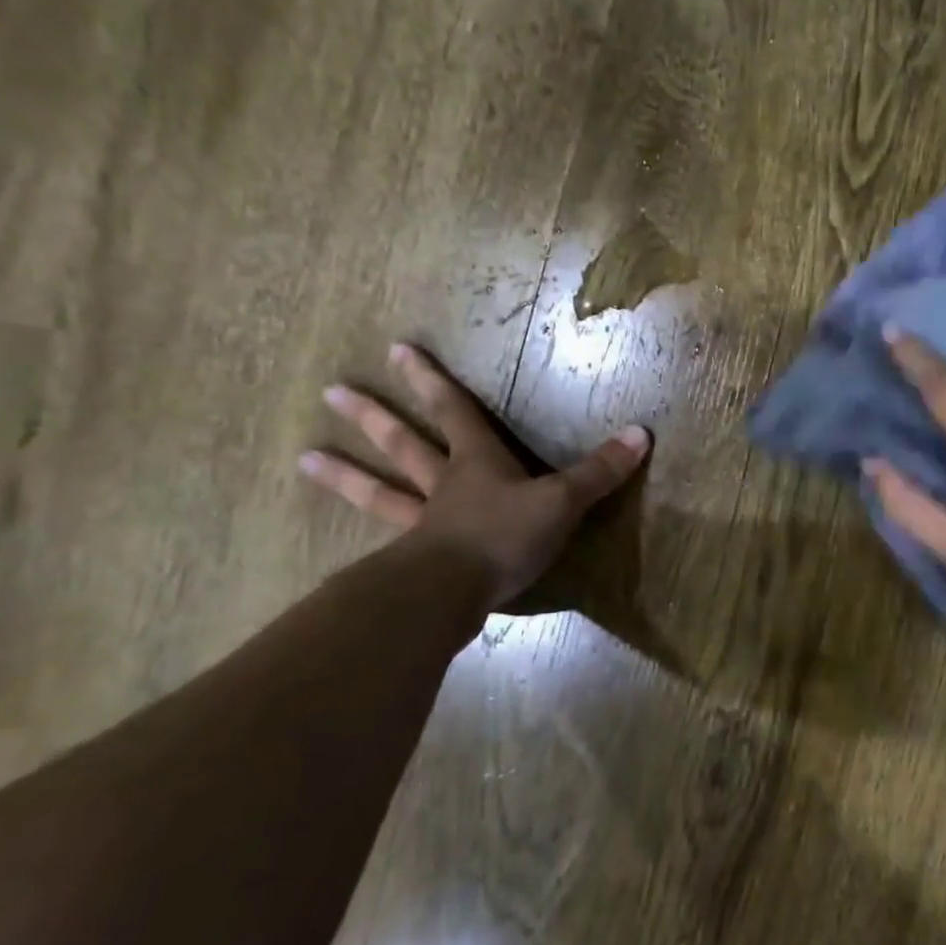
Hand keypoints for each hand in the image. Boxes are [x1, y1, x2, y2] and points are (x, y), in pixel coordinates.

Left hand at [298, 342, 649, 606]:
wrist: (451, 595)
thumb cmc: (505, 536)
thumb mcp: (562, 501)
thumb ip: (599, 472)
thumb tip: (642, 434)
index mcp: (477, 463)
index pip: (455, 411)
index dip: (432, 380)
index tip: (399, 349)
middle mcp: (444, 487)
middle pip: (405, 445)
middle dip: (375, 417)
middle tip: (333, 392)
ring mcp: (423, 526)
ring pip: (382, 492)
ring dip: (346, 475)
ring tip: (304, 458)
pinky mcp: (415, 565)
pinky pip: (389, 544)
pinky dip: (371, 539)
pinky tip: (353, 544)